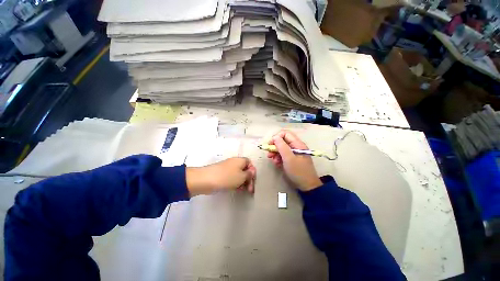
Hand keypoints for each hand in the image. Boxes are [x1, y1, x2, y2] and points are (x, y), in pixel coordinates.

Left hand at [186, 157, 255, 195]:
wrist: (207, 179)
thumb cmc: (227, 177)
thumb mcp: (242, 176)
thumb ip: (249, 174)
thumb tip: (251, 172)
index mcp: (240, 160)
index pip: (250, 163)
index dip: (252, 171)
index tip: (253, 180)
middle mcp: (235, 163)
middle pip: (245, 170)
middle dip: (248, 179)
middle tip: (250, 189)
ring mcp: (228, 168)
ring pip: (238, 175)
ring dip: (242, 182)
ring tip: (244, 191)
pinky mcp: (223, 175)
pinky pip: (232, 178)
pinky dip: (235, 183)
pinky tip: (237, 190)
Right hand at [267, 130, 321, 191]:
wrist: (307, 186)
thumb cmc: (298, 171)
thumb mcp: (289, 158)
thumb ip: (282, 146)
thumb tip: (275, 137)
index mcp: (297, 144)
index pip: (285, 134)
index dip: (277, 137)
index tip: (270, 144)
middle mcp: (296, 146)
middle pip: (282, 141)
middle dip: (274, 146)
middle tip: (269, 153)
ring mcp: (293, 153)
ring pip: (281, 148)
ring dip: (275, 153)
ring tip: (273, 160)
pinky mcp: (291, 159)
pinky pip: (283, 155)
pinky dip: (278, 158)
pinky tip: (277, 164)